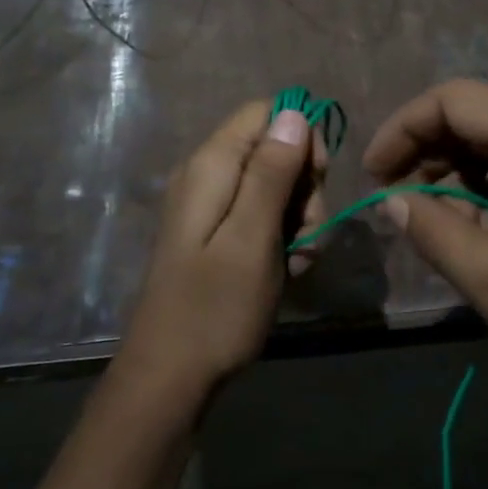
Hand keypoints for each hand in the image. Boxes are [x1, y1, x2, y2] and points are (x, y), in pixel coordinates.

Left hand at [116, 100, 327, 408]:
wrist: (170, 376)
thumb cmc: (215, 308)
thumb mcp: (252, 238)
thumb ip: (271, 172)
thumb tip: (295, 112)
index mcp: (212, 164)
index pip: (268, 113)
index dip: (302, 138)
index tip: (317, 182)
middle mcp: (208, 174)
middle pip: (275, 150)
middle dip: (305, 188)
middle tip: (306, 234)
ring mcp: (212, 206)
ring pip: (276, 187)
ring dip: (300, 220)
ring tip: (297, 262)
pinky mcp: (218, 234)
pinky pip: (262, 217)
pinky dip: (282, 239)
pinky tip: (286, 272)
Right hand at [363, 80, 487, 430]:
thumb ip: (439, 236)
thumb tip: (391, 201)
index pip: (456, 99)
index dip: (404, 128)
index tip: (374, 174)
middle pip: (477, 114)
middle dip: (428, 154)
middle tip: (400, 206)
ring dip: (458, 174)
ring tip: (443, 229)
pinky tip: (482, 230)